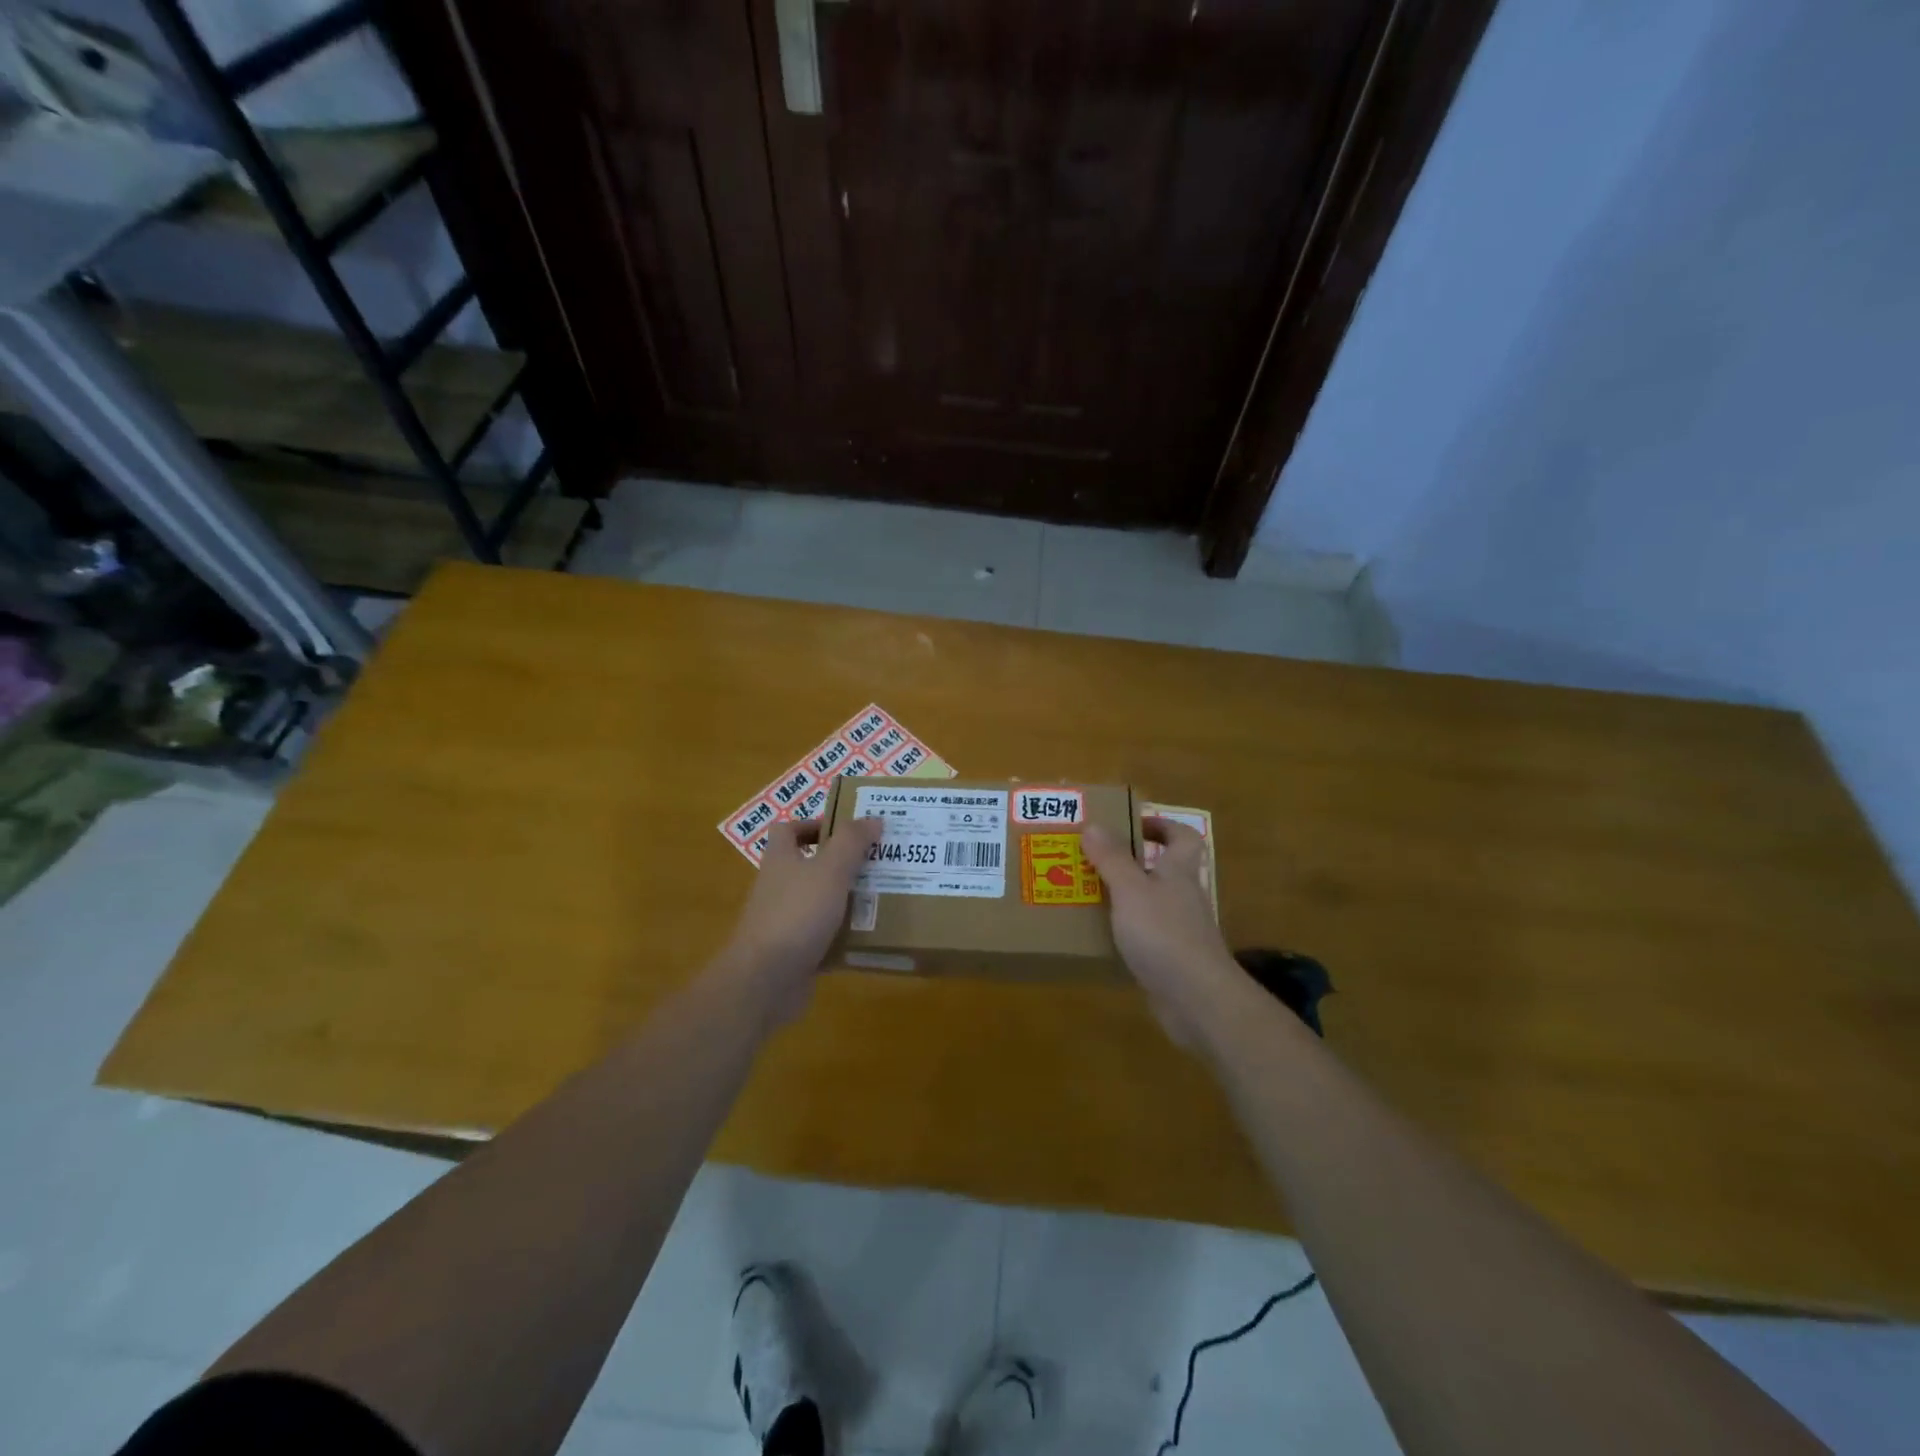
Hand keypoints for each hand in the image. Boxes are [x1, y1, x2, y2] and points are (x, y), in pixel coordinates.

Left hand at [720, 816, 880, 1022]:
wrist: (765, 981)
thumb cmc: (796, 914)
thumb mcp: (830, 870)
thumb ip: (852, 842)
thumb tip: (872, 819)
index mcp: (781, 859)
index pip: (788, 830)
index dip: (814, 825)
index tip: (848, 832)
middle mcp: (779, 887)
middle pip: (810, 866)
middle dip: (843, 864)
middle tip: (878, 862)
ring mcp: (785, 921)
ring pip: (820, 902)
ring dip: (848, 899)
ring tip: (883, 896)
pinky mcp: (795, 952)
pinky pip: (825, 937)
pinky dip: (845, 936)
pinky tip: (871, 936)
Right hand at [1082, 818, 1247, 1049]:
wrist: (1197, 999)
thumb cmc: (1164, 934)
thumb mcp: (1130, 890)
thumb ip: (1112, 858)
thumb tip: (1094, 825)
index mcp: (1178, 873)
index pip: (1183, 838)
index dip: (1162, 826)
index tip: (1132, 824)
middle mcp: (1182, 898)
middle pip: (1163, 870)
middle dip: (1131, 862)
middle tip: (1094, 859)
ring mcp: (1179, 931)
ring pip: (1151, 904)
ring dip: (1124, 898)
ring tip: (1086, 895)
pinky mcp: (1171, 961)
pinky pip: (1145, 937)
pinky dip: (1124, 934)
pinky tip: (1098, 938)